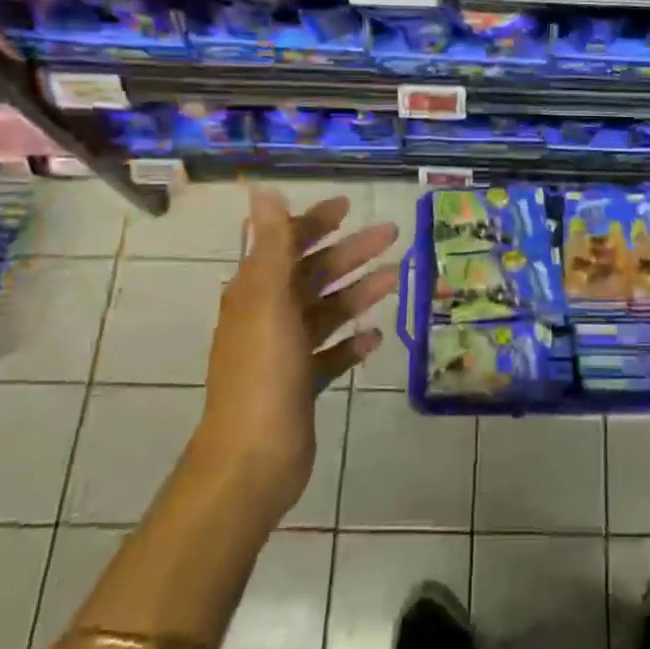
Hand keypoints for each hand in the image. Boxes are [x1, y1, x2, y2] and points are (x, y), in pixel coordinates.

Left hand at [198, 189, 398, 521]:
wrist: (253, 457)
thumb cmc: (262, 372)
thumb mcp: (267, 301)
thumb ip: (272, 246)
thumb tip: (261, 191)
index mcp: (255, 293)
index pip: (285, 244)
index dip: (315, 223)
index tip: (349, 208)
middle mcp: (267, 318)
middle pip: (312, 275)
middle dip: (350, 253)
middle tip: (391, 235)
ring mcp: (284, 353)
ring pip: (326, 312)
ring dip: (358, 292)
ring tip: (396, 277)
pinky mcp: (301, 385)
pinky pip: (331, 354)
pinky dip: (352, 342)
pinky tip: (376, 336)